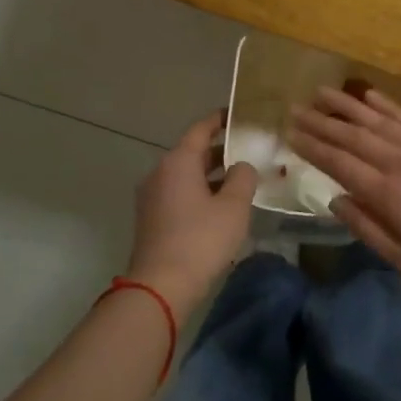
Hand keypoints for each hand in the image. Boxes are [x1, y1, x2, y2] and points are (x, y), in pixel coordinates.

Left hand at [126, 112, 258, 314]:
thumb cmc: (201, 239)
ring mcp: (152, 197)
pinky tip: (220, 206)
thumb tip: (242, 166)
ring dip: (211, 174)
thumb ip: (243, 177)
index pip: (201, 129)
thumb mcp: (234, 206)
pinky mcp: (151, 218)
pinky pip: (179, 193)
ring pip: (186, 175)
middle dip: (221, 150)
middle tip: (249, 150)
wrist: (161, 286)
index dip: (221, 119)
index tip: (239, 114)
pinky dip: (199, 191)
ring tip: (240, 179)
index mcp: (178, 161)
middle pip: (193, 152)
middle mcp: (160, 172)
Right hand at [289, 88, 400, 307]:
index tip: (290, 133)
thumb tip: (336, 201)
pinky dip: (386, 105)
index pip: (339, 163)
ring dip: (347, 105)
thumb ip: (369, 229)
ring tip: (322, 92)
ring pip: (377, 120)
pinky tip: (369, 96)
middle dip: (321, 122)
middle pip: (353, 136)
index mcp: (388, 194)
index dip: (312, 147)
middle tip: (295, 107)